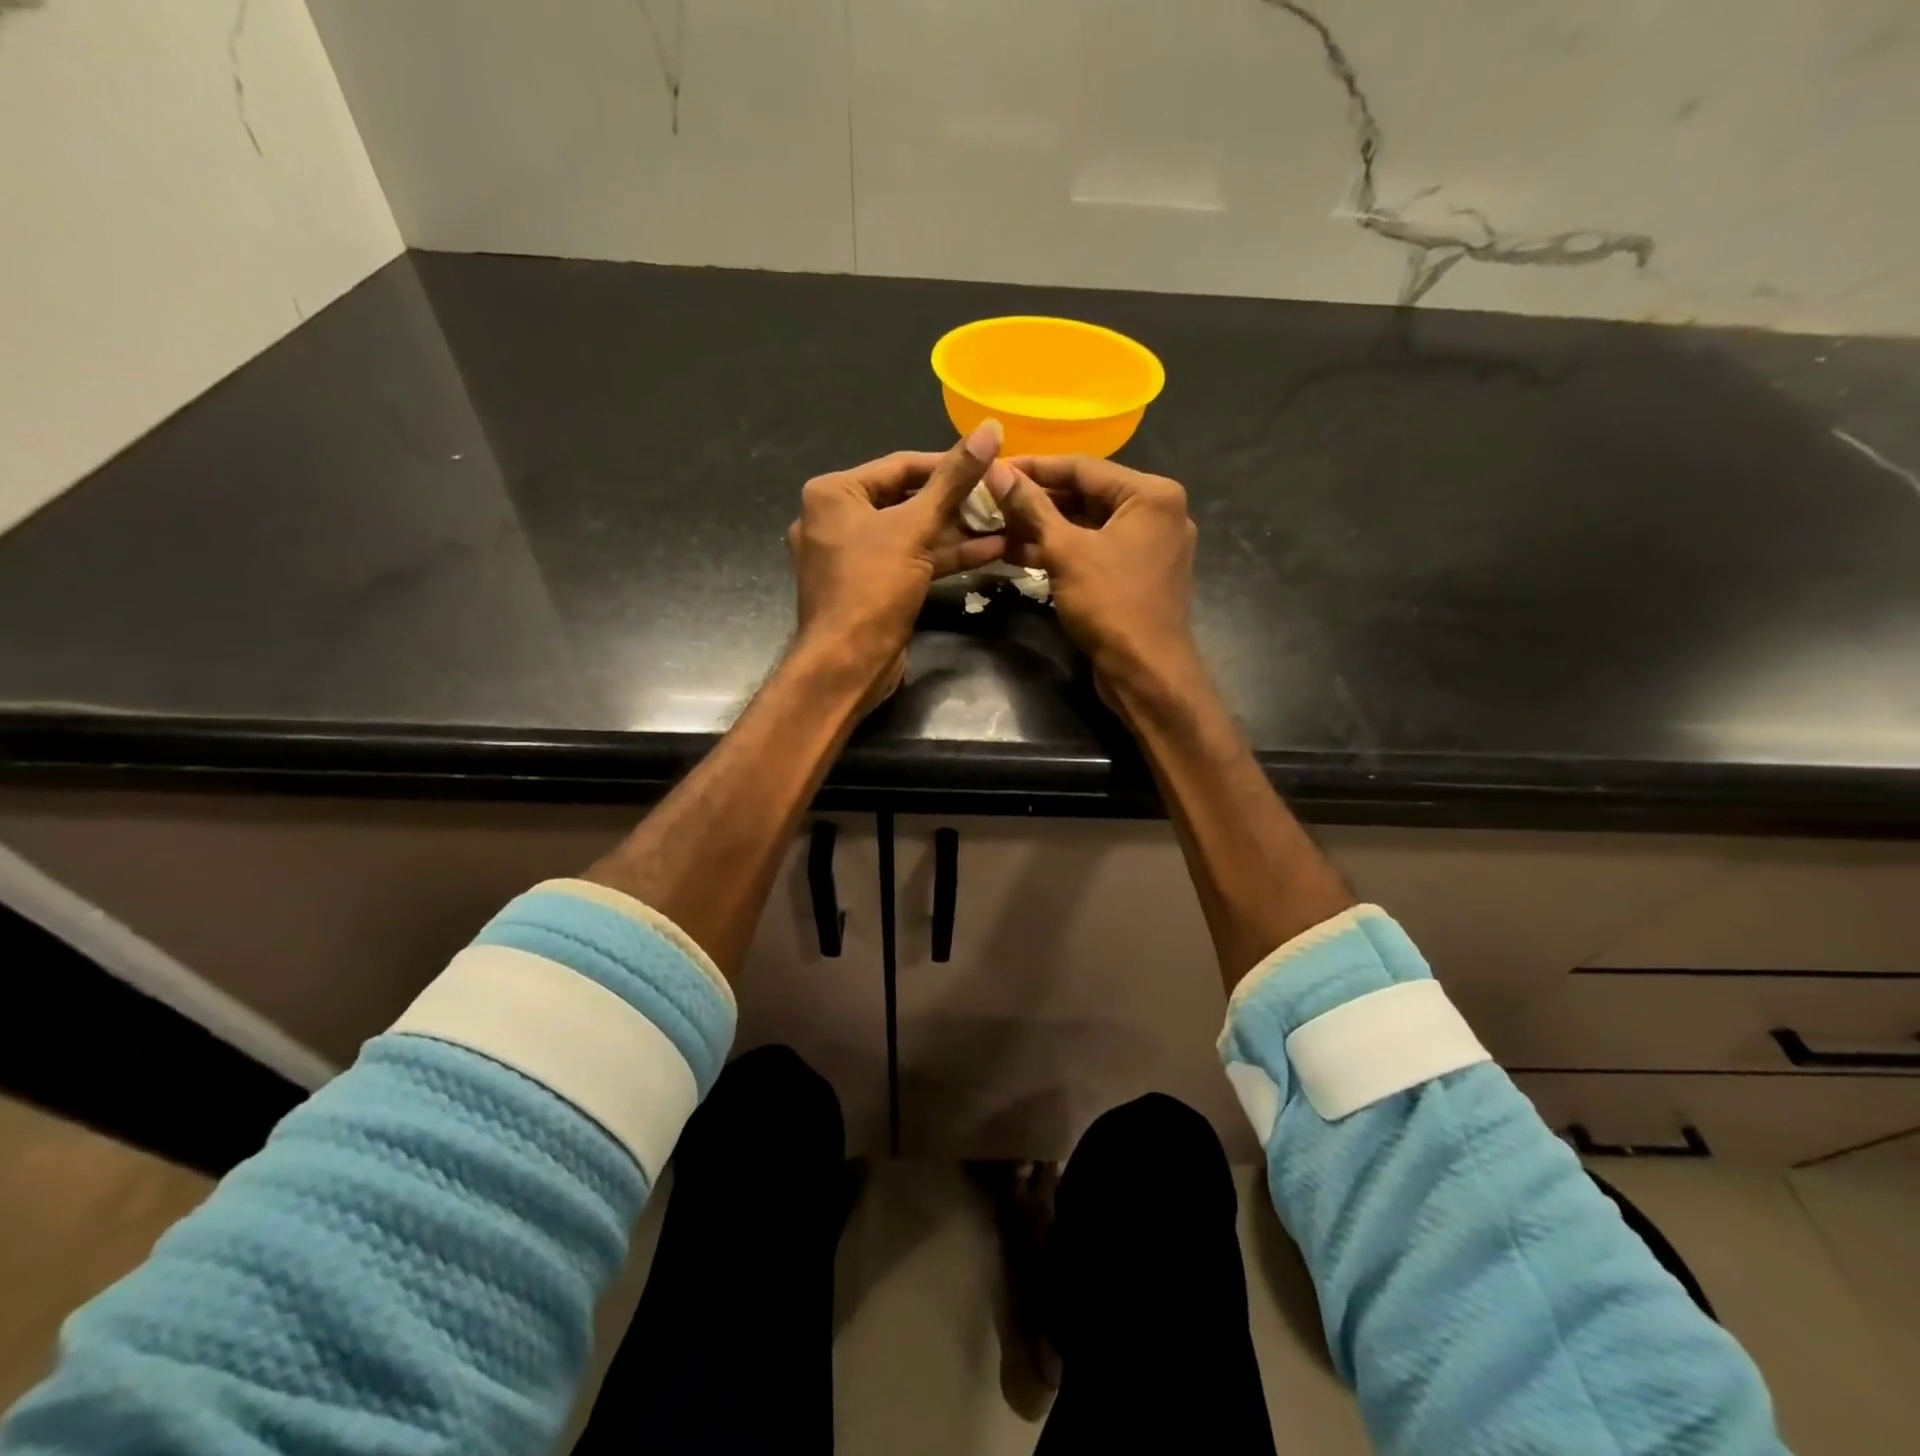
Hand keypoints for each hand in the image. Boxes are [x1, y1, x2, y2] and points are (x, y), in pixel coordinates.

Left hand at [788, 421, 1007, 705]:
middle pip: (906, 499)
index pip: (900, 465)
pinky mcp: (871, 586)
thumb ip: (953, 480)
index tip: (991, 464)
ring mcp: (853, 556)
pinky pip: (909, 561)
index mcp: (833, 493)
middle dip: (956, 502)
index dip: (948, 464)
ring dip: (957, 531)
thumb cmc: (872, 587)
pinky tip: (989, 551)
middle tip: (1001, 497)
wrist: (847, 665)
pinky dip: (943, 557)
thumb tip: (990, 428)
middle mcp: (836, 519)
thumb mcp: (915, 528)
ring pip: (911, 534)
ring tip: (1005, 522)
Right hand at [988, 455, 1199, 697]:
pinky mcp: (1137, 574)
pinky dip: (1062, 551)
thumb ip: (1031, 507)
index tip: (995, 468)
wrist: (1145, 671)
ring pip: (1088, 525)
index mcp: (1151, 495)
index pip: (1083, 468)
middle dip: (1037, 500)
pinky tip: (1019, 552)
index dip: (1035, 467)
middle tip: (992, 498)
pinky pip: (1094, 550)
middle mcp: (1157, 513)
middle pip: (1087, 495)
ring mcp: (1149, 546)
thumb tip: (996, 471)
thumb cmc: (1110, 604)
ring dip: (1044, 527)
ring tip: (997, 525)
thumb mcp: (1065, 552)